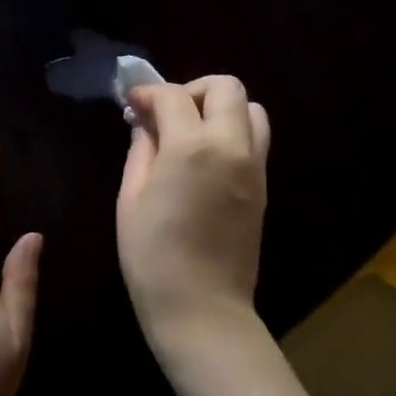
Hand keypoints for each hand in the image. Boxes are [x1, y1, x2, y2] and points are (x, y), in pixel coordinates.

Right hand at [117, 77, 270, 363]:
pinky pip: (255, 139)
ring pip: (252, 109)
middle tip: (166, 113)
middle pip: (226, 87)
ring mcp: (254, 166)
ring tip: (190, 133)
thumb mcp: (131, 200)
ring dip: (220, 108)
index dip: (147, 93)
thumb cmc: (153, 257)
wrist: (202, 309)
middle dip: (192, 89)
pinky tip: (204, 158)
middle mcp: (232, 146)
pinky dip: (232, 132)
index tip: (131, 102)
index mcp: (193, 148)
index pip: (173, 96)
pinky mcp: (264, 186)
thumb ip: (141, 152)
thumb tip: (145, 126)